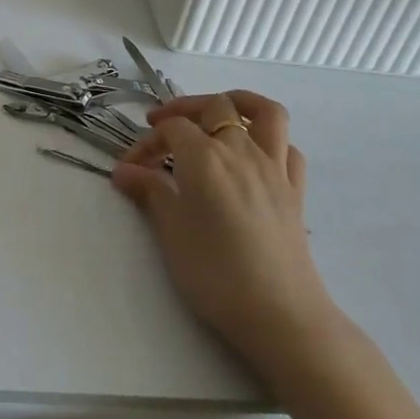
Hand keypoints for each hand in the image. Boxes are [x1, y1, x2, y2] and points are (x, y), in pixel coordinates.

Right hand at [114, 90, 336, 358]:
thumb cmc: (215, 273)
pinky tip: (253, 156)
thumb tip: (124, 172)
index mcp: (205, 157)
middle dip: (183, 111)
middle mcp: (241, 151)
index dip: (146, 143)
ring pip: (264, 113)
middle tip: (162, 130)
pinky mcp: (295, 190)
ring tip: (217, 114)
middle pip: (214, 107)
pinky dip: (270, 141)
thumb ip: (149, 192)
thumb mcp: (170, 231)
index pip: (171, 130)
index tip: (129, 169)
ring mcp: (273, 168)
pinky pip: (287, 148)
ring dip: (238, 103)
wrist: (279, 315)